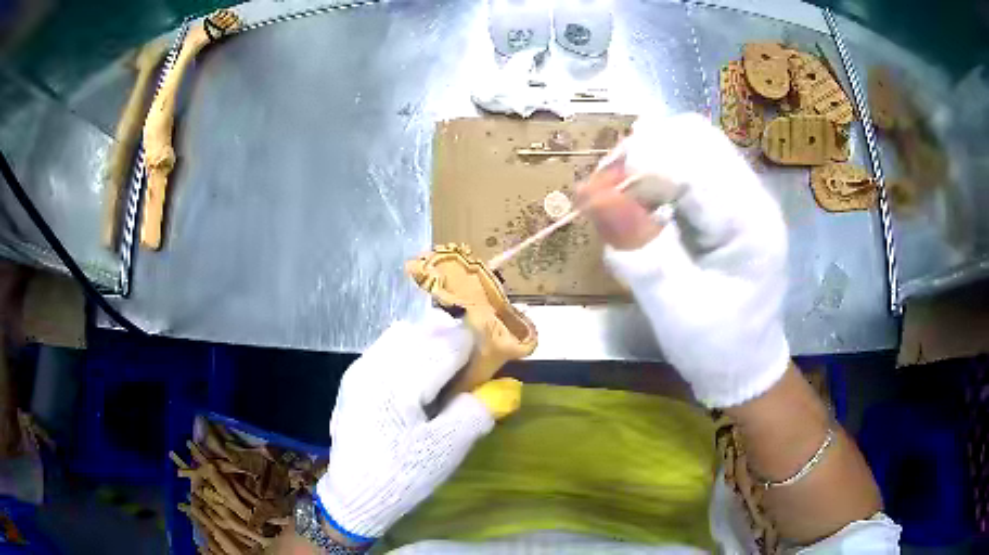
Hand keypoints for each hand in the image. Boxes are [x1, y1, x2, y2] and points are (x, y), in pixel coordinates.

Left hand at [315, 309, 494, 541]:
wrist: (354, 495)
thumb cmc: (403, 476)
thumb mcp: (447, 450)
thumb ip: (476, 411)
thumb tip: (497, 387)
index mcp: (400, 382)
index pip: (448, 342)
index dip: (476, 348)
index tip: (489, 365)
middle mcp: (376, 364)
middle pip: (424, 330)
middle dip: (452, 340)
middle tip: (469, 368)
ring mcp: (360, 369)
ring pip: (402, 333)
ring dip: (429, 341)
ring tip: (444, 370)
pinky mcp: (353, 379)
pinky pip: (386, 347)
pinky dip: (409, 350)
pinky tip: (417, 379)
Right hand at [582, 113, 789, 407]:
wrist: (746, 363)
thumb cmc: (717, 347)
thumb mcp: (675, 311)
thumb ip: (641, 254)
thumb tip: (594, 197)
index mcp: (751, 224)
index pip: (693, 163)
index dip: (638, 167)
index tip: (595, 196)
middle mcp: (754, 195)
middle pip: (693, 134)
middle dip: (641, 151)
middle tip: (606, 192)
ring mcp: (744, 191)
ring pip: (690, 138)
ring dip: (647, 155)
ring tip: (621, 194)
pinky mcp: (730, 196)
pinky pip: (690, 158)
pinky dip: (657, 167)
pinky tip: (643, 198)